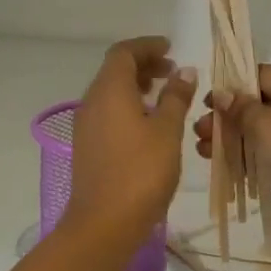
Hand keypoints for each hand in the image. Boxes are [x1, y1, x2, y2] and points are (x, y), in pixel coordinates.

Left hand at [63, 37, 197, 242]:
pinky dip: (128, 106)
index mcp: (109, 90)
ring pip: (110, 92)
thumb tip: (184, 71)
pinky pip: (108, 112)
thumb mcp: (167, 131)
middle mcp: (92, 101)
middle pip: (115, 70)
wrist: (103, 224)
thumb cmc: (141, 172)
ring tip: (165, 95)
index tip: (171, 49)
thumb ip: (176, 97)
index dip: (147, 46)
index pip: (124, 52)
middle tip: (173, 71)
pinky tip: (149, 124)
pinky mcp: (87, 146)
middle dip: (144, 65)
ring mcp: (86, 125)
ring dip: (136, 86)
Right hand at [197, 65, 270, 250]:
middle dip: (227, 118)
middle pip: (258, 105)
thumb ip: (240, 108)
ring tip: (203, 151)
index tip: (206, 103)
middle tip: (198, 131)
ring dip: (232, 140)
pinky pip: (270, 155)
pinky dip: (248, 159)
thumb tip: (222, 94)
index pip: (259, 75)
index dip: (231, 86)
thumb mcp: (264, 124)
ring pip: (262, 132)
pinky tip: (224, 168)